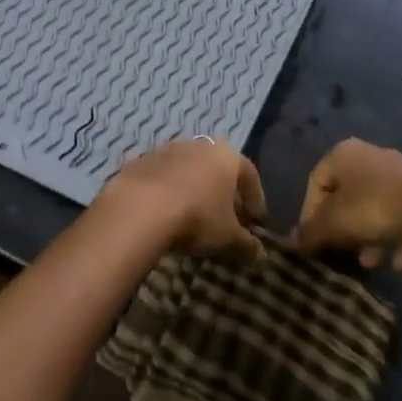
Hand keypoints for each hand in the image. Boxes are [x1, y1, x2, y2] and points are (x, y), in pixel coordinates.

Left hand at [94, 138, 266, 260]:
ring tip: (194, 214)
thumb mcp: (229, 238)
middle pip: (217, 168)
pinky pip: (163, 175)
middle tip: (226, 216)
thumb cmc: (197, 218)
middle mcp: (199, 145)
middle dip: (224, 191)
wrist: (141, 207)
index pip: (249, 174)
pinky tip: (167, 211)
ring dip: (195, 187)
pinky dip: (169, 190)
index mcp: (226, 156)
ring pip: (189, 169)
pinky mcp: (141, 160)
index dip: (255, 198)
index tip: (256, 220)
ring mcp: (167, 149)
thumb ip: (247, 245)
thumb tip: (261, 255)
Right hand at [295, 138, 401, 272]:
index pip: (315, 183)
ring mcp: (401, 174)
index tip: (313, 242)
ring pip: (375, 208)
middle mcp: (369, 156)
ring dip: (369, 237)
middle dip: (342, 228)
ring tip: (369, 263)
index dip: (309, 215)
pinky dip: (398, 239)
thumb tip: (293, 242)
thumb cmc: (376, 208)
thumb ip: (311, 233)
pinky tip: (398, 263)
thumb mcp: (335, 224)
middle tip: (341, 252)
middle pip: (346, 196)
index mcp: (342, 154)